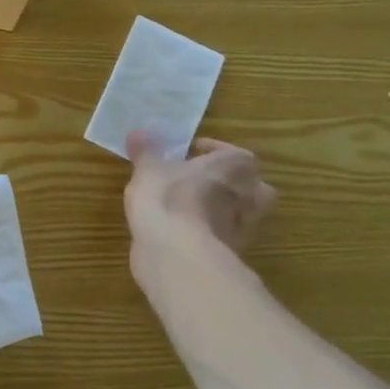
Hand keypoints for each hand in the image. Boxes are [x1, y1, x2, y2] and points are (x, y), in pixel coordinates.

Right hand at [124, 132, 276, 295]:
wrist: (176, 254)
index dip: (212, 150)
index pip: (233, 153)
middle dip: (230, 183)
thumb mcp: (148, 169)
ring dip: (222, 210)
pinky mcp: (231, 255)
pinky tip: (186, 234)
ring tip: (192, 209)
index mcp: (235, 167)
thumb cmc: (167, 199)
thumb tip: (140, 132)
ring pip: (240, 214)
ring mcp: (244, 229)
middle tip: (203, 182)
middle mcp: (249, 196)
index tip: (192, 151)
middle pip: (249, 185)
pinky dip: (210, 234)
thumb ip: (146, 151)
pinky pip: (223, 238)